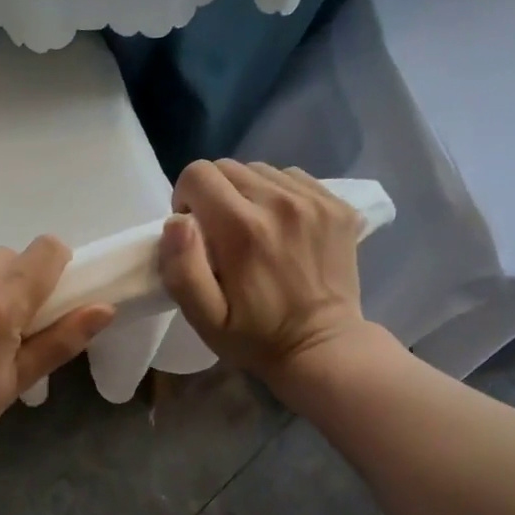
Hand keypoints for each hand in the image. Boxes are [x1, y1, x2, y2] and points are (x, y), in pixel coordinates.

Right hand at [159, 159, 390, 393]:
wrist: (322, 348)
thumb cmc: (255, 337)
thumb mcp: (204, 317)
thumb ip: (182, 268)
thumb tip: (176, 221)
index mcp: (242, 228)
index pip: (198, 175)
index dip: (186, 200)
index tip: (196, 232)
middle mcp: (279, 203)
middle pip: (228, 167)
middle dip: (214, 195)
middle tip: (221, 234)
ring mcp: (315, 201)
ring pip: (261, 170)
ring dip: (247, 193)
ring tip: (253, 230)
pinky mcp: (338, 205)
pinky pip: (294, 177)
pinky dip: (279, 194)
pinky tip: (281, 226)